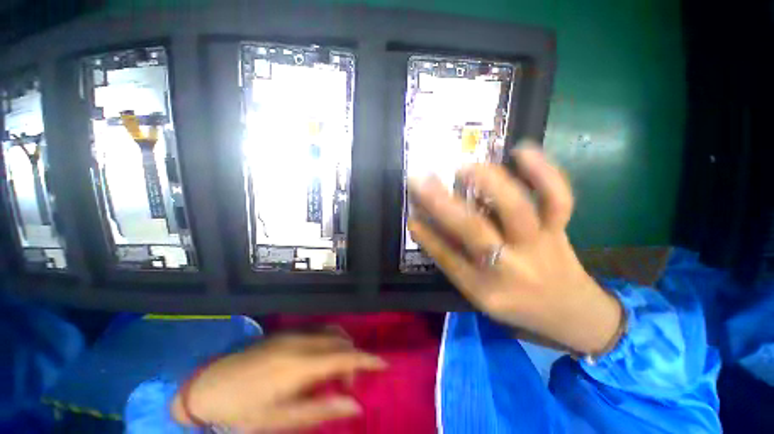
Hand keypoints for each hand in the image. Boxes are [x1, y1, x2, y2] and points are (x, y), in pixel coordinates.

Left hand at [171, 332, 386, 431]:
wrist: (208, 385)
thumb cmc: (242, 411)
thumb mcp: (281, 419)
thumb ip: (322, 410)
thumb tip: (355, 405)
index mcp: (300, 365)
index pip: (345, 356)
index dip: (367, 359)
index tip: (384, 365)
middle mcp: (301, 341)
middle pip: (341, 341)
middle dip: (353, 359)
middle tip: (347, 386)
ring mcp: (294, 334)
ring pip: (332, 332)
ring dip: (341, 349)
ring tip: (334, 375)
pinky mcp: (287, 332)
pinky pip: (319, 331)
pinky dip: (329, 343)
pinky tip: (319, 362)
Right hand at [407, 141, 621, 354]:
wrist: (572, 312)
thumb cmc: (518, 304)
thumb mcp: (478, 293)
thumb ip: (452, 259)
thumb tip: (423, 226)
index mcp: (486, 288)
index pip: (447, 257)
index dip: (427, 235)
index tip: (411, 214)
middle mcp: (512, 266)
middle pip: (473, 231)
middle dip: (443, 203)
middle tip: (423, 180)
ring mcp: (539, 244)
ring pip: (516, 208)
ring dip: (488, 182)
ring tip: (466, 167)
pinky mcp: (559, 228)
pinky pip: (557, 197)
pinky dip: (543, 171)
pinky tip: (521, 150)